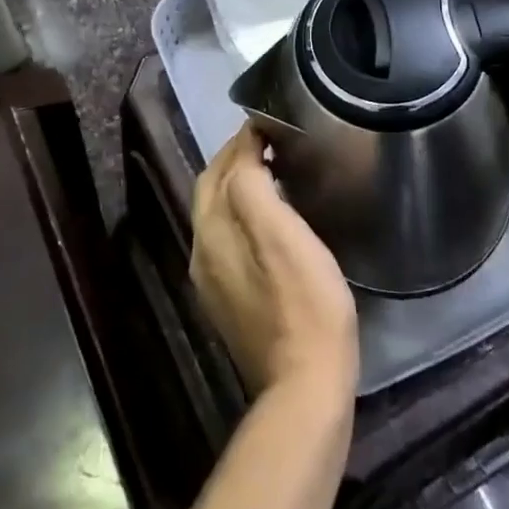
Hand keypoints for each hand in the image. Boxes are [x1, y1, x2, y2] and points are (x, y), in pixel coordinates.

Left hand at [191, 126, 358, 402]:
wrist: (305, 386)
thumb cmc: (303, 302)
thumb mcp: (281, 232)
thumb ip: (253, 184)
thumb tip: (247, 145)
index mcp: (211, 230)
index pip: (219, 168)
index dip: (243, 140)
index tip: (271, 122)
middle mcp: (202, 251)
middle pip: (213, 190)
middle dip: (236, 158)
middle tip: (272, 141)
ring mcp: (214, 280)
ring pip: (220, 214)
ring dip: (240, 184)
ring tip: (274, 168)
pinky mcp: (231, 300)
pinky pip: (230, 238)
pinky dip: (245, 212)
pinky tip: (271, 215)